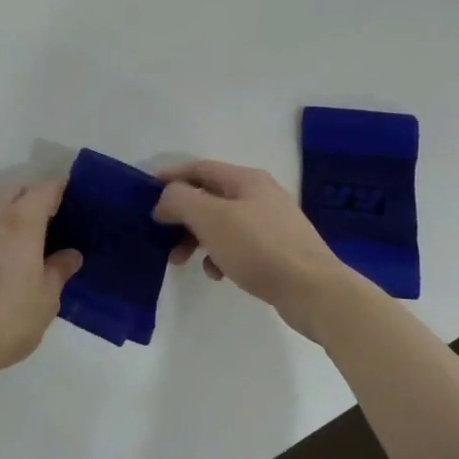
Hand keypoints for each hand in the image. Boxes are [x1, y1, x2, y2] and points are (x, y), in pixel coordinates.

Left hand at [0, 181, 82, 390]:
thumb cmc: (3, 321)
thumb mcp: (44, 301)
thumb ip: (58, 272)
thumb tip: (70, 255)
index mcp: (20, 222)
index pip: (44, 190)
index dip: (60, 189)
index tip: (73, 198)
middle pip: (14, 191)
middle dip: (32, 197)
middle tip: (49, 221)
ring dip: (7, 214)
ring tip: (22, 242)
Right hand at [152, 160, 350, 315]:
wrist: (313, 290)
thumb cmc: (259, 247)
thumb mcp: (211, 218)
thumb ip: (181, 200)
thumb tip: (165, 199)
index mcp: (246, 179)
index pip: (200, 168)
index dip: (171, 177)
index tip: (146, 192)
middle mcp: (260, 194)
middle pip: (209, 197)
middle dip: (182, 215)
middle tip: (160, 236)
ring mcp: (271, 222)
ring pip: (221, 223)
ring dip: (197, 238)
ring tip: (181, 261)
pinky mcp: (276, 250)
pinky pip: (238, 245)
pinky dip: (220, 254)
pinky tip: (217, 273)